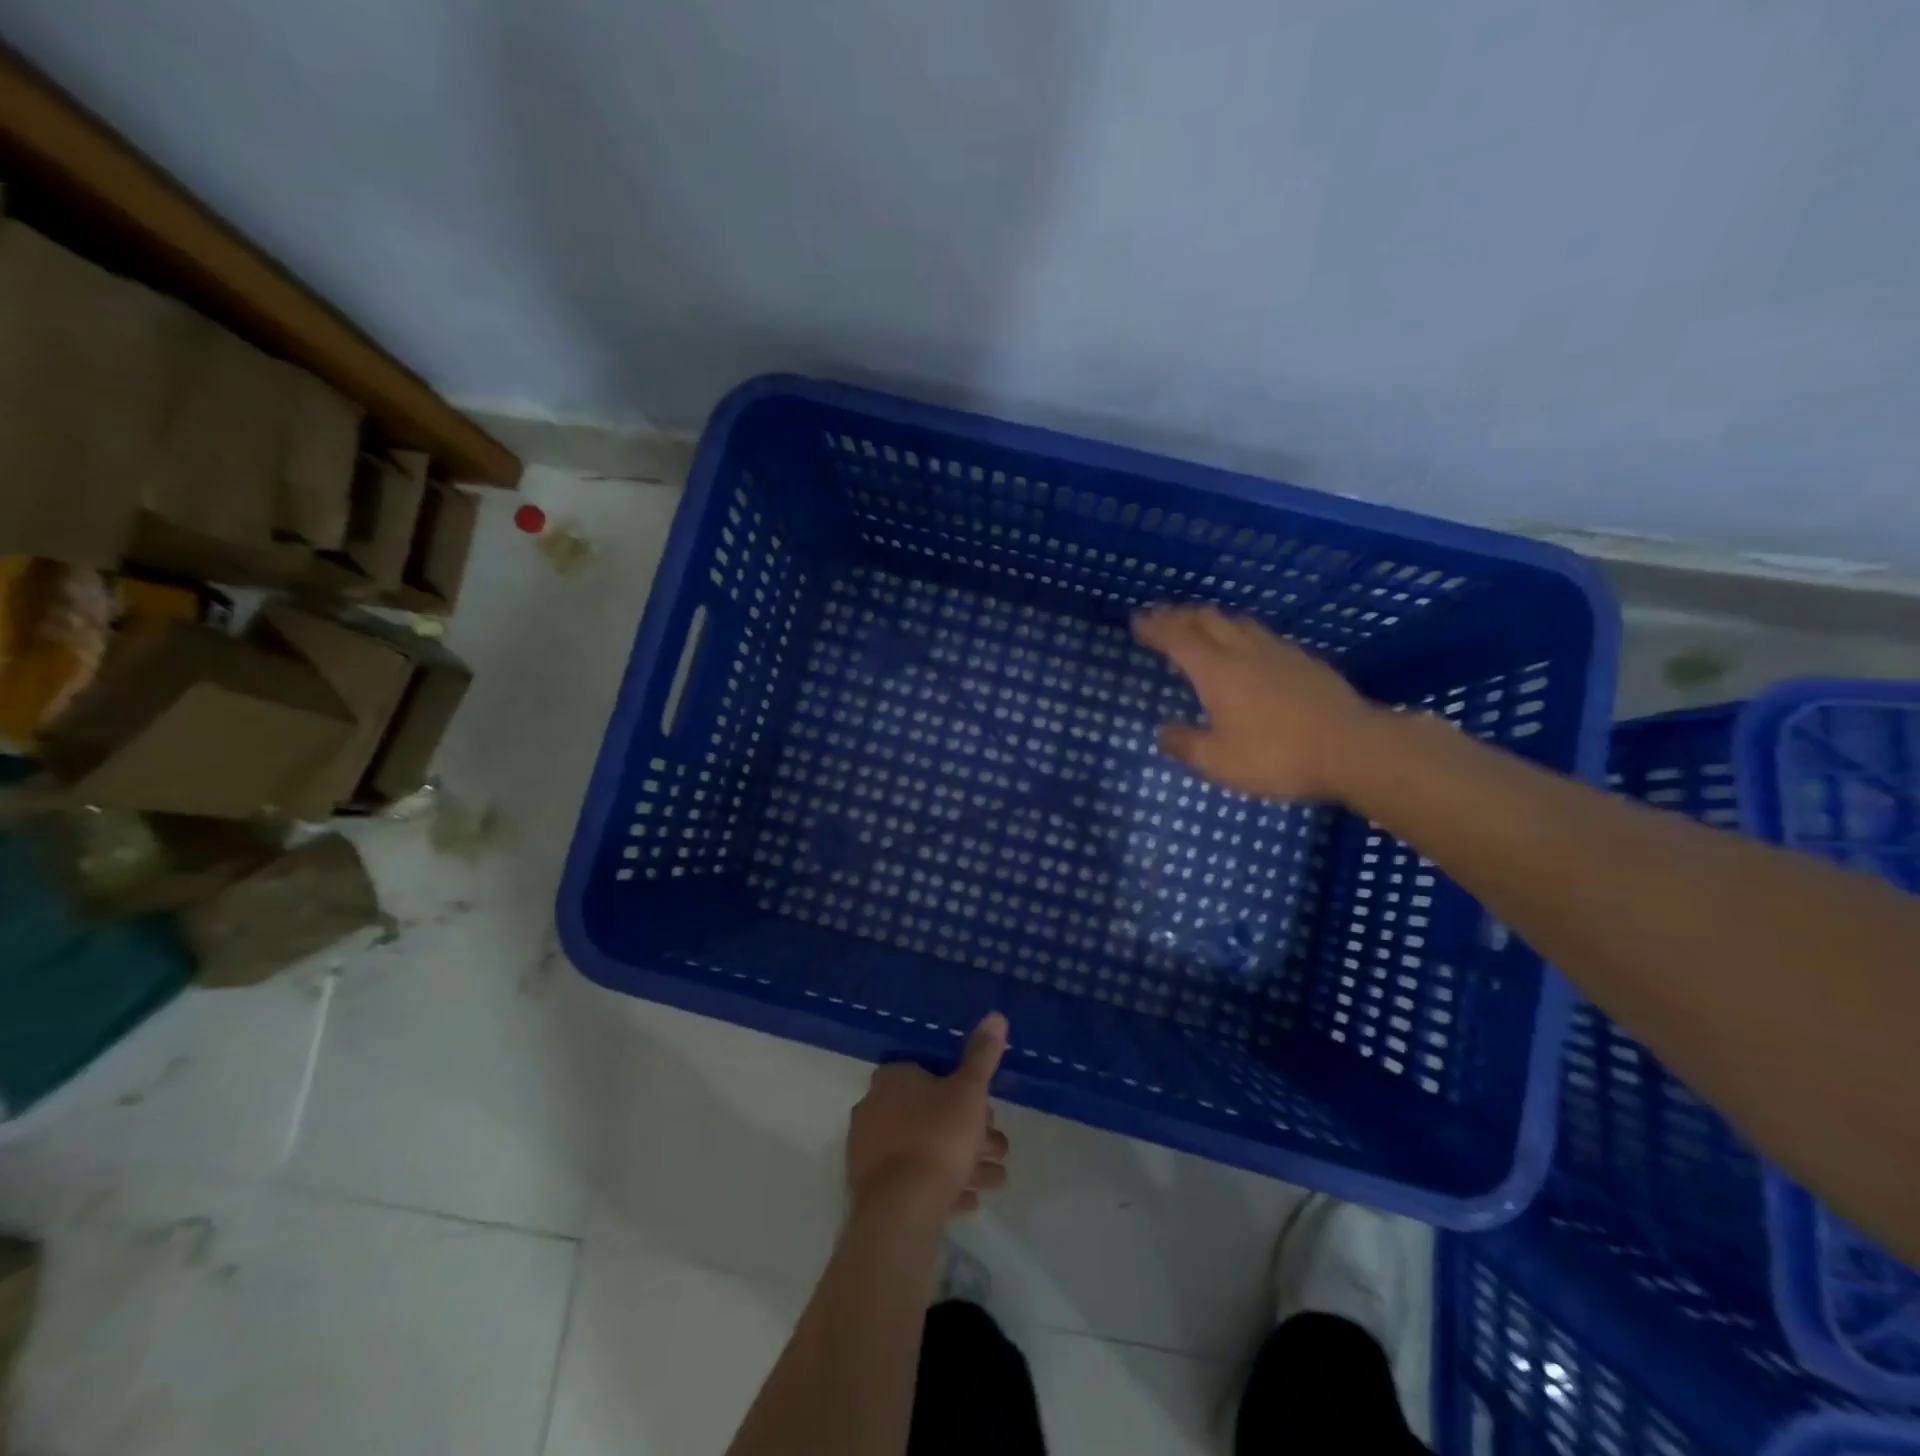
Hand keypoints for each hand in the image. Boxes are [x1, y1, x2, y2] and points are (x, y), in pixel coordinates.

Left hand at [847, 1013, 1009, 1216]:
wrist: (901, 1210)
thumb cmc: (938, 1137)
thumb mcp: (969, 1092)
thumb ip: (982, 1056)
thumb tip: (996, 1015)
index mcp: (893, 1079)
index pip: (930, 1074)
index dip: (963, 1091)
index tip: (988, 1110)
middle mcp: (874, 1108)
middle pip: (931, 1114)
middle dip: (970, 1131)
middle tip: (999, 1149)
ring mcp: (870, 1151)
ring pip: (925, 1149)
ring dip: (962, 1161)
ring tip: (995, 1180)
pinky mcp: (872, 1190)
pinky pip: (913, 1181)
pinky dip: (941, 1186)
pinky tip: (967, 1202)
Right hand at [1131, 605, 1376, 800]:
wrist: (1353, 749)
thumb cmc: (1277, 756)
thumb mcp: (1219, 762)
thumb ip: (1186, 745)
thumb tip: (1163, 733)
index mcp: (1216, 671)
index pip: (1177, 639)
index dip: (1155, 627)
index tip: (1136, 620)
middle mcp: (1244, 652)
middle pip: (1207, 620)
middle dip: (1180, 615)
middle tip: (1162, 617)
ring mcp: (1279, 653)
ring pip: (1238, 623)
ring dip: (1212, 620)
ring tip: (1201, 624)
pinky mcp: (1306, 662)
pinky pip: (1264, 635)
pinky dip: (1242, 633)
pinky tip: (1249, 647)